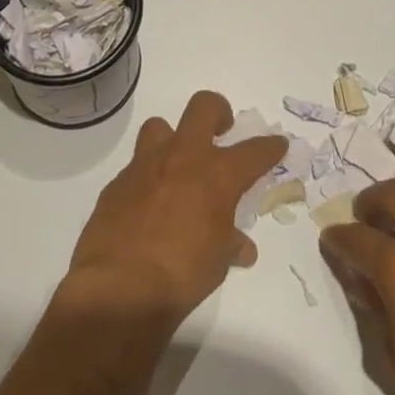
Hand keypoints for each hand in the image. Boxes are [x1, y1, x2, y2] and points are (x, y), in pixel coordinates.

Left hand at [64, 90, 286, 325]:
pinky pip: (135, 168)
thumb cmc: (182, 274)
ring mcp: (146, 165)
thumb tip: (242, 248)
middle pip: (204, 106)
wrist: (119, 287)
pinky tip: (148, 204)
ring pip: (160, 126)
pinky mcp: (117, 183)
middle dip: (218, 112)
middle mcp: (184, 157)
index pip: (255, 151)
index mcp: (218, 174)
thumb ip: (230, 244)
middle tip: (221, 131)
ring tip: (177, 165)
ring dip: (172, 140)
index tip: (278, 144)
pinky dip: (147, 179)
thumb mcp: (218, 262)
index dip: (270, 146)